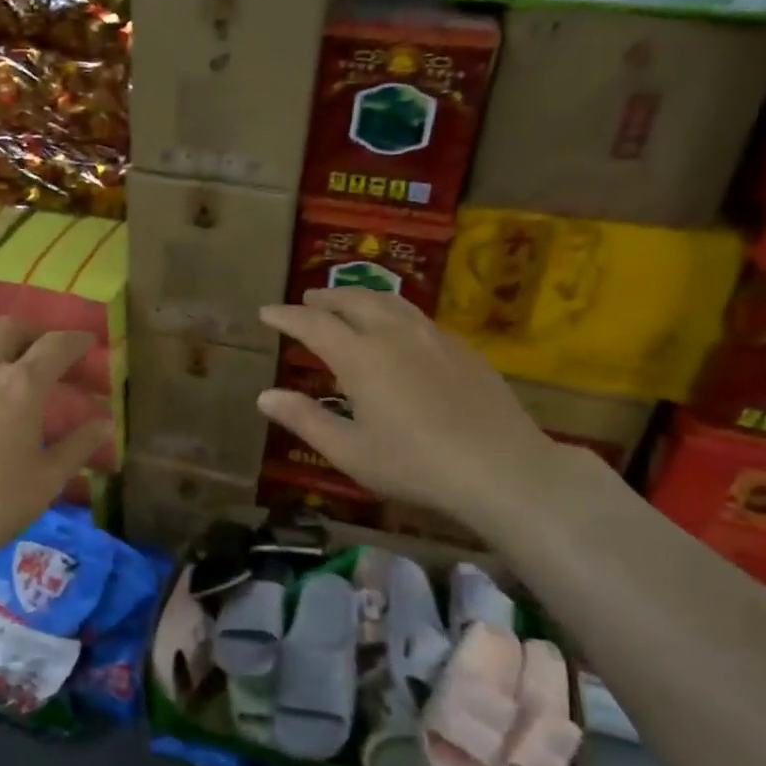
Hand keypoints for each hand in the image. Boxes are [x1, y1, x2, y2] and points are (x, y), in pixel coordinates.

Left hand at [0, 318, 110, 570]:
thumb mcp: (47, 480)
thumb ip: (79, 446)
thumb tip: (105, 423)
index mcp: (20, 386)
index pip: (55, 346)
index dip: (76, 340)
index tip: (87, 342)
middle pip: (7, 328)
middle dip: (31, 333)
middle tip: (43, 352)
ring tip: (2, 369)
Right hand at [258, 288, 563, 532]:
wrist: (500, 468)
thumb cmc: (414, 465)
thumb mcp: (349, 451)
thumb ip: (305, 419)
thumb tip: (265, 396)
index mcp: (361, 357)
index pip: (314, 324)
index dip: (286, 316)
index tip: (266, 312)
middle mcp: (395, 335)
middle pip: (354, 301)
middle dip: (325, 298)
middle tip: (306, 300)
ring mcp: (434, 338)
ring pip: (391, 302)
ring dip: (361, 297)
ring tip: (348, 303)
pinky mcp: (463, 350)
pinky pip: (418, 318)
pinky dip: (394, 313)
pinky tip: (398, 332)